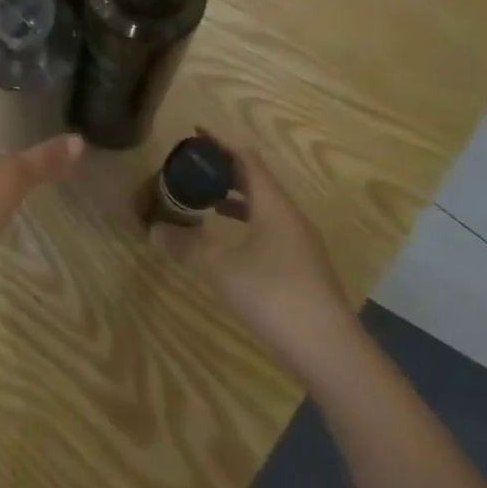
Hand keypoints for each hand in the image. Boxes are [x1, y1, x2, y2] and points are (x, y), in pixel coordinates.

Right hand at [150, 133, 359, 374]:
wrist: (332, 353)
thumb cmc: (275, 298)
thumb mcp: (221, 269)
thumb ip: (186, 246)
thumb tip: (154, 229)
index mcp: (274, 205)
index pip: (246, 159)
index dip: (220, 143)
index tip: (194, 134)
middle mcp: (290, 217)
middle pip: (256, 180)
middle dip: (225, 170)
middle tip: (192, 168)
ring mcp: (300, 245)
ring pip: (264, 207)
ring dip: (235, 199)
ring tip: (204, 201)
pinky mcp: (302, 269)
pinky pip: (269, 230)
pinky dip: (245, 224)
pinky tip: (228, 244)